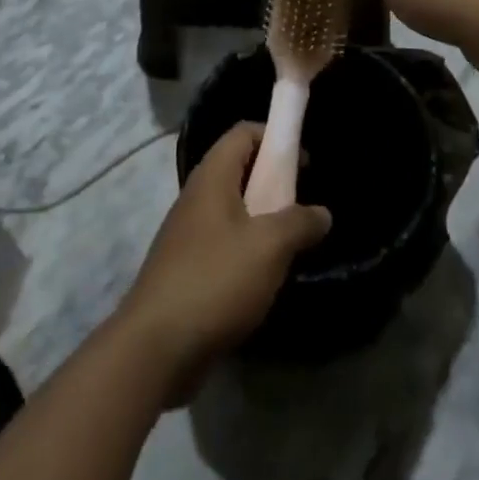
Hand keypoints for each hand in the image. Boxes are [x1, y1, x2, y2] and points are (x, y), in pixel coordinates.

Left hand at [118, 124, 329, 398]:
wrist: (156, 346)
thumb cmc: (216, 280)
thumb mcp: (270, 247)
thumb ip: (299, 223)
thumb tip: (321, 213)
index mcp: (212, 178)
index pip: (242, 133)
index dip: (273, 136)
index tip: (302, 160)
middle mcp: (196, 197)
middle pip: (237, 169)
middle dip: (271, 180)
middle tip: (300, 204)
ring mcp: (187, 233)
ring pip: (231, 208)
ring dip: (261, 218)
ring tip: (288, 243)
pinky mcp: (185, 267)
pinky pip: (222, 242)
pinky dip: (245, 248)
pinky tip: (263, 277)